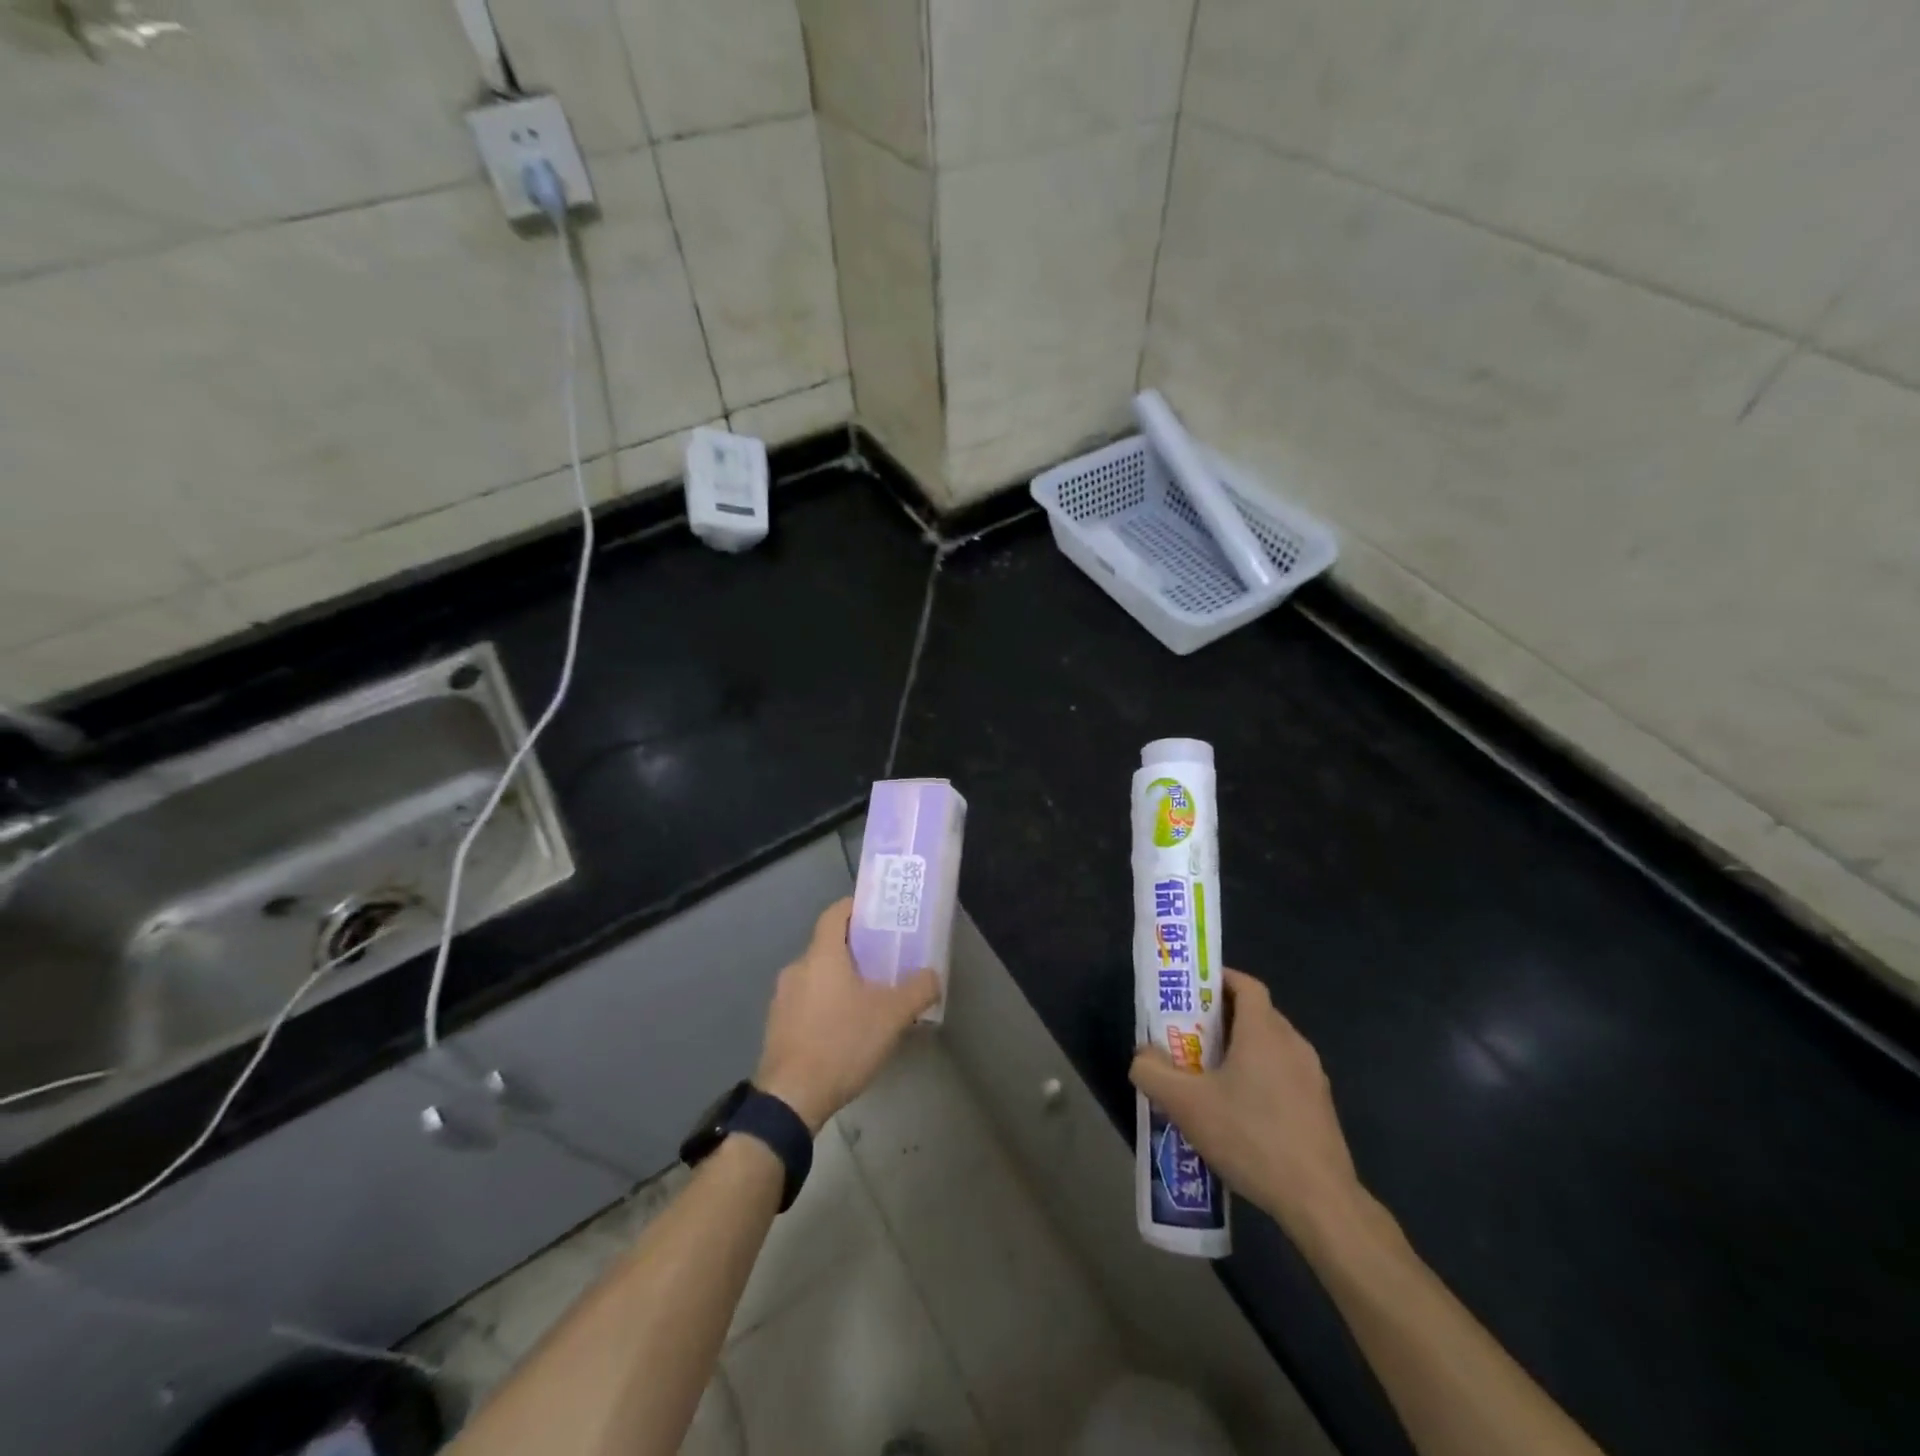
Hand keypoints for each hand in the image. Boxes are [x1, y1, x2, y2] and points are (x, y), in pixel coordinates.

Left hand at [755, 899, 938, 1134]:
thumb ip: (918, 990)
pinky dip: (826, 1004)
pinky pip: (806, 1001)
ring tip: (869, 998)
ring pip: (817, 976)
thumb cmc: (842, 1043)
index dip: (856, 908)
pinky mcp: (777, 1026)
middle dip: (856, 950)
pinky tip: (845, 1028)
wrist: (791, 1098)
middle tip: (885, 961)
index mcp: (822, 955)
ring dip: (840, 980)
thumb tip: (932, 975)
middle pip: (828, 946)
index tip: (879, 914)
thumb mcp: (892, 1016)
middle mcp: (797, 968)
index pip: (835, 914)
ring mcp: (782, 998)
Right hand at [1130, 969, 1363, 1243]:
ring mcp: (1312, 1077)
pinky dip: (1261, 1078)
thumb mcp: (1186, 1105)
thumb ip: (1153, 1073)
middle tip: (1189, 1036)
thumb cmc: (1251, 1137)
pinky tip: (1240, 1113)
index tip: (1192, 992)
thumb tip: (1142, 1056)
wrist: (1319, 1201)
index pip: (1246, 984)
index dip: (1219, 979)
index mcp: (1264, 1031)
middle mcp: (1293, 1044)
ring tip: (1210, 1076)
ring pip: (1271, 1047)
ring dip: (1241, 1051)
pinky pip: (1285, 1075)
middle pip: (1256, 1014)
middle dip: (1222, 1018)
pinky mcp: (1321, 1108)